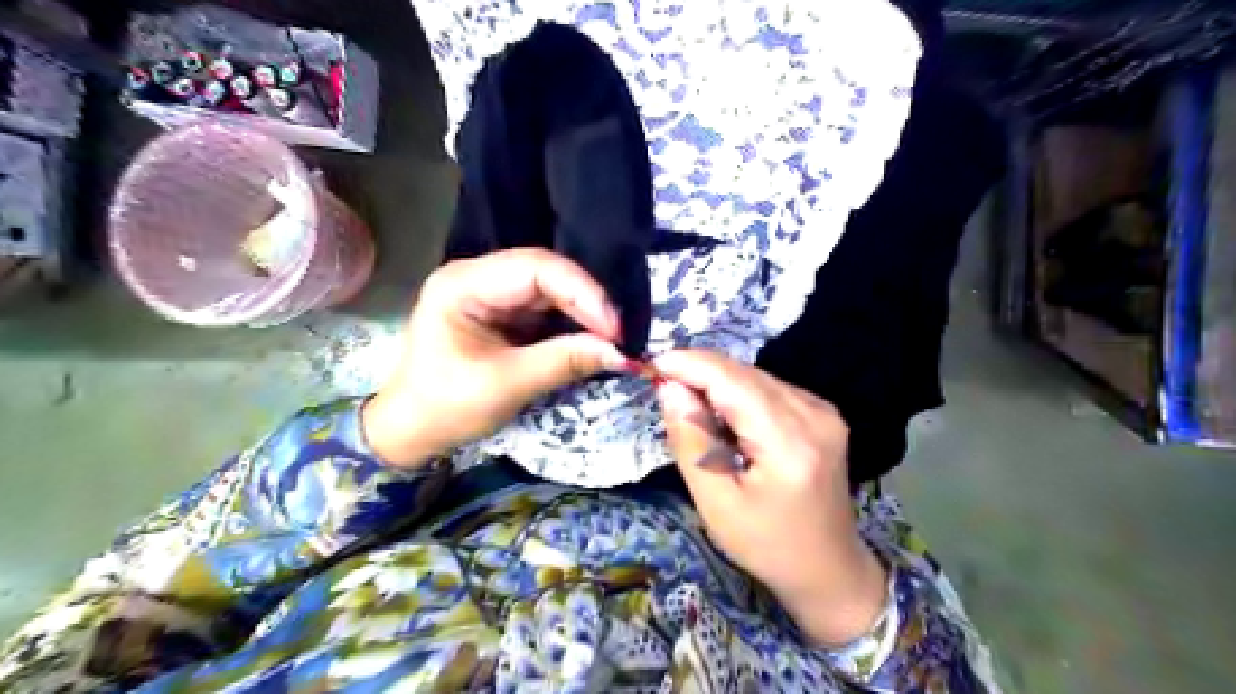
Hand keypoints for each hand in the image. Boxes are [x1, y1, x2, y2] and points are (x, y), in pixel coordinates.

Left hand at [361, 246, 629, 467]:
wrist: (414, 430)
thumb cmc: (447, 407)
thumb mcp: (507, 385)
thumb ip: (564, 362)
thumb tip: (621, 354)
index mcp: (462, 284)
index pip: (535, 269)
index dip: (582, 292)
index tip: (614, 329)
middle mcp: (478, 277)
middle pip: (546, 274)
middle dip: (587, 303)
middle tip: (619, 336)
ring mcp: (492, 293)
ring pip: (552, 290)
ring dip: (584, 312)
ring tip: (612, 338)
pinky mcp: (505, 312)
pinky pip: (548, 308)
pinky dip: (573, 323)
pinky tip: (593, 338)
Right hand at [647, 351, 887, 647]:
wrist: (829, 569)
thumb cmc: (767, 546)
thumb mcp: (716, 503)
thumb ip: (691, 440)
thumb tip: (669, 387)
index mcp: (789, 441)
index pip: (732, 380)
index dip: (689, 364)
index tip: (650, 365)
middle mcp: (813, 414)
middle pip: (744, 373)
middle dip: (699, 374)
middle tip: (663, 391)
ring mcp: (823, 410)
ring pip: (755, 377)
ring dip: (717, 384)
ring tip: (692, 411)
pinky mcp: (822, 413)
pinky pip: (768, 388)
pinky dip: (738, 395)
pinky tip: (726, 420)